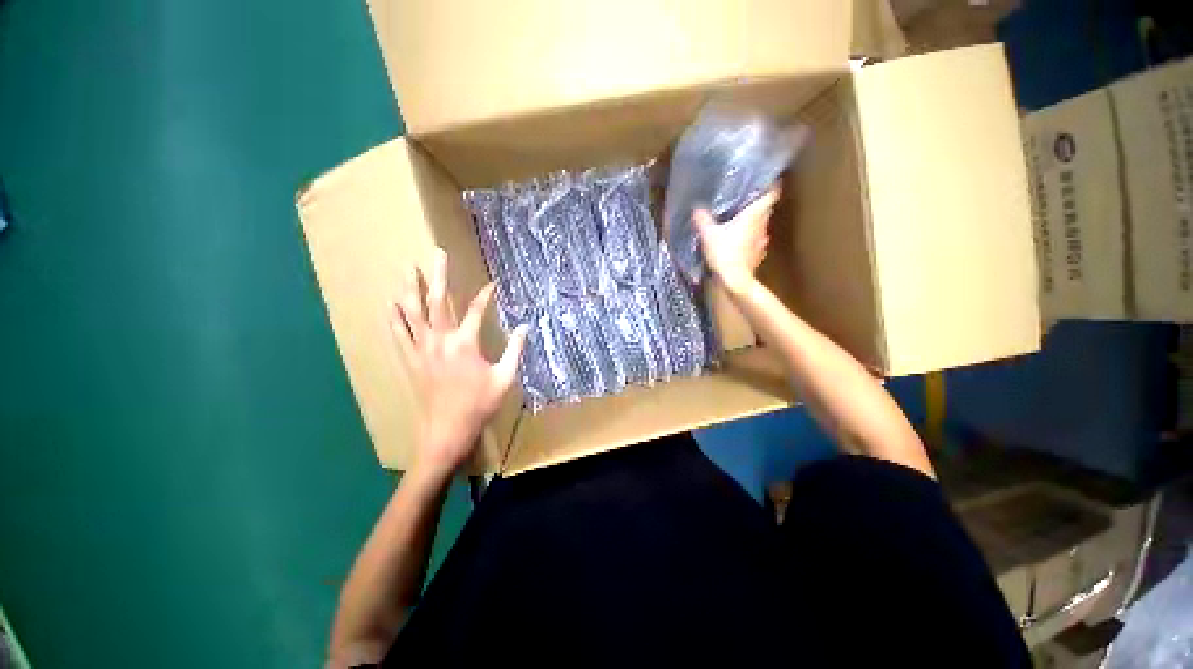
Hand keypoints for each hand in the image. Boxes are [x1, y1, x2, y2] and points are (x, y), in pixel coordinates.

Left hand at [391, 249, 528, 477]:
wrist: (446, 432)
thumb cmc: (479, 405)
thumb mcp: (505, 378)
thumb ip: (515, 350)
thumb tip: (526, 327)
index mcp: (465, 344)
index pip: (476, 310)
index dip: (485, 295)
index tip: (493, 285)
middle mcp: (440, 341)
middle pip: (437, 301)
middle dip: (438, 275)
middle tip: (437, 253)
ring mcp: (421, 350)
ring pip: (412, 313)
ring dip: (409, 289)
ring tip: (406, 269)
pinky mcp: (410, 361)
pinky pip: (398, 334)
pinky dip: (394, 317)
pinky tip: (390, 303)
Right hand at [693, 187, 779, 293]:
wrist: (735, 280)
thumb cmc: (724, 253)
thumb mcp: (708, 235)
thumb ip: (703, 220)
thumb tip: (697, 208)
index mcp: (753, 216)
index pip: (770, 195)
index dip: (770, 187)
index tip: (767, 182)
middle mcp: (762, 226)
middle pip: (766, 210)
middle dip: (759, 205)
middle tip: (747, 202)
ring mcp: (762, 242)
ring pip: (761, 227)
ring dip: (755, 224)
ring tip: (742, 222)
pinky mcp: (758, 256)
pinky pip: (756, 243)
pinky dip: (751, 240)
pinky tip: (742, 243)